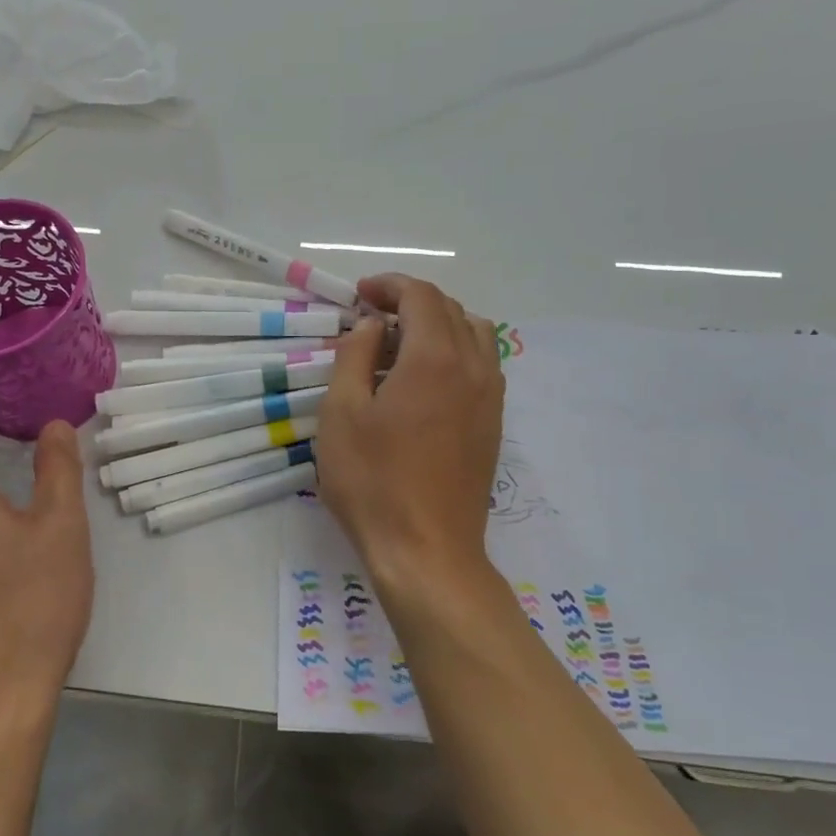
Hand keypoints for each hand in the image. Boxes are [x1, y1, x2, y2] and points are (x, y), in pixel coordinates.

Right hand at [316, 274, 504, 592]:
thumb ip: (355, 356)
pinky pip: (482, 365)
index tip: (360, 294)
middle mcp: (473, 367)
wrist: (427, 550)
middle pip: (450, 309)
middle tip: (373, 317)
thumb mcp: (341, 414)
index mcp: (434, 358)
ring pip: (474, 334)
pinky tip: (425, 379)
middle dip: (411, 301)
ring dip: (438, 323)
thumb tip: (374, 326)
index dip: (389, 285)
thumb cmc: (373, 481)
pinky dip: (455, 351)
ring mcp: (491, 397)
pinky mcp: (493, 423)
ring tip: (402, 343)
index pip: (421, 296)